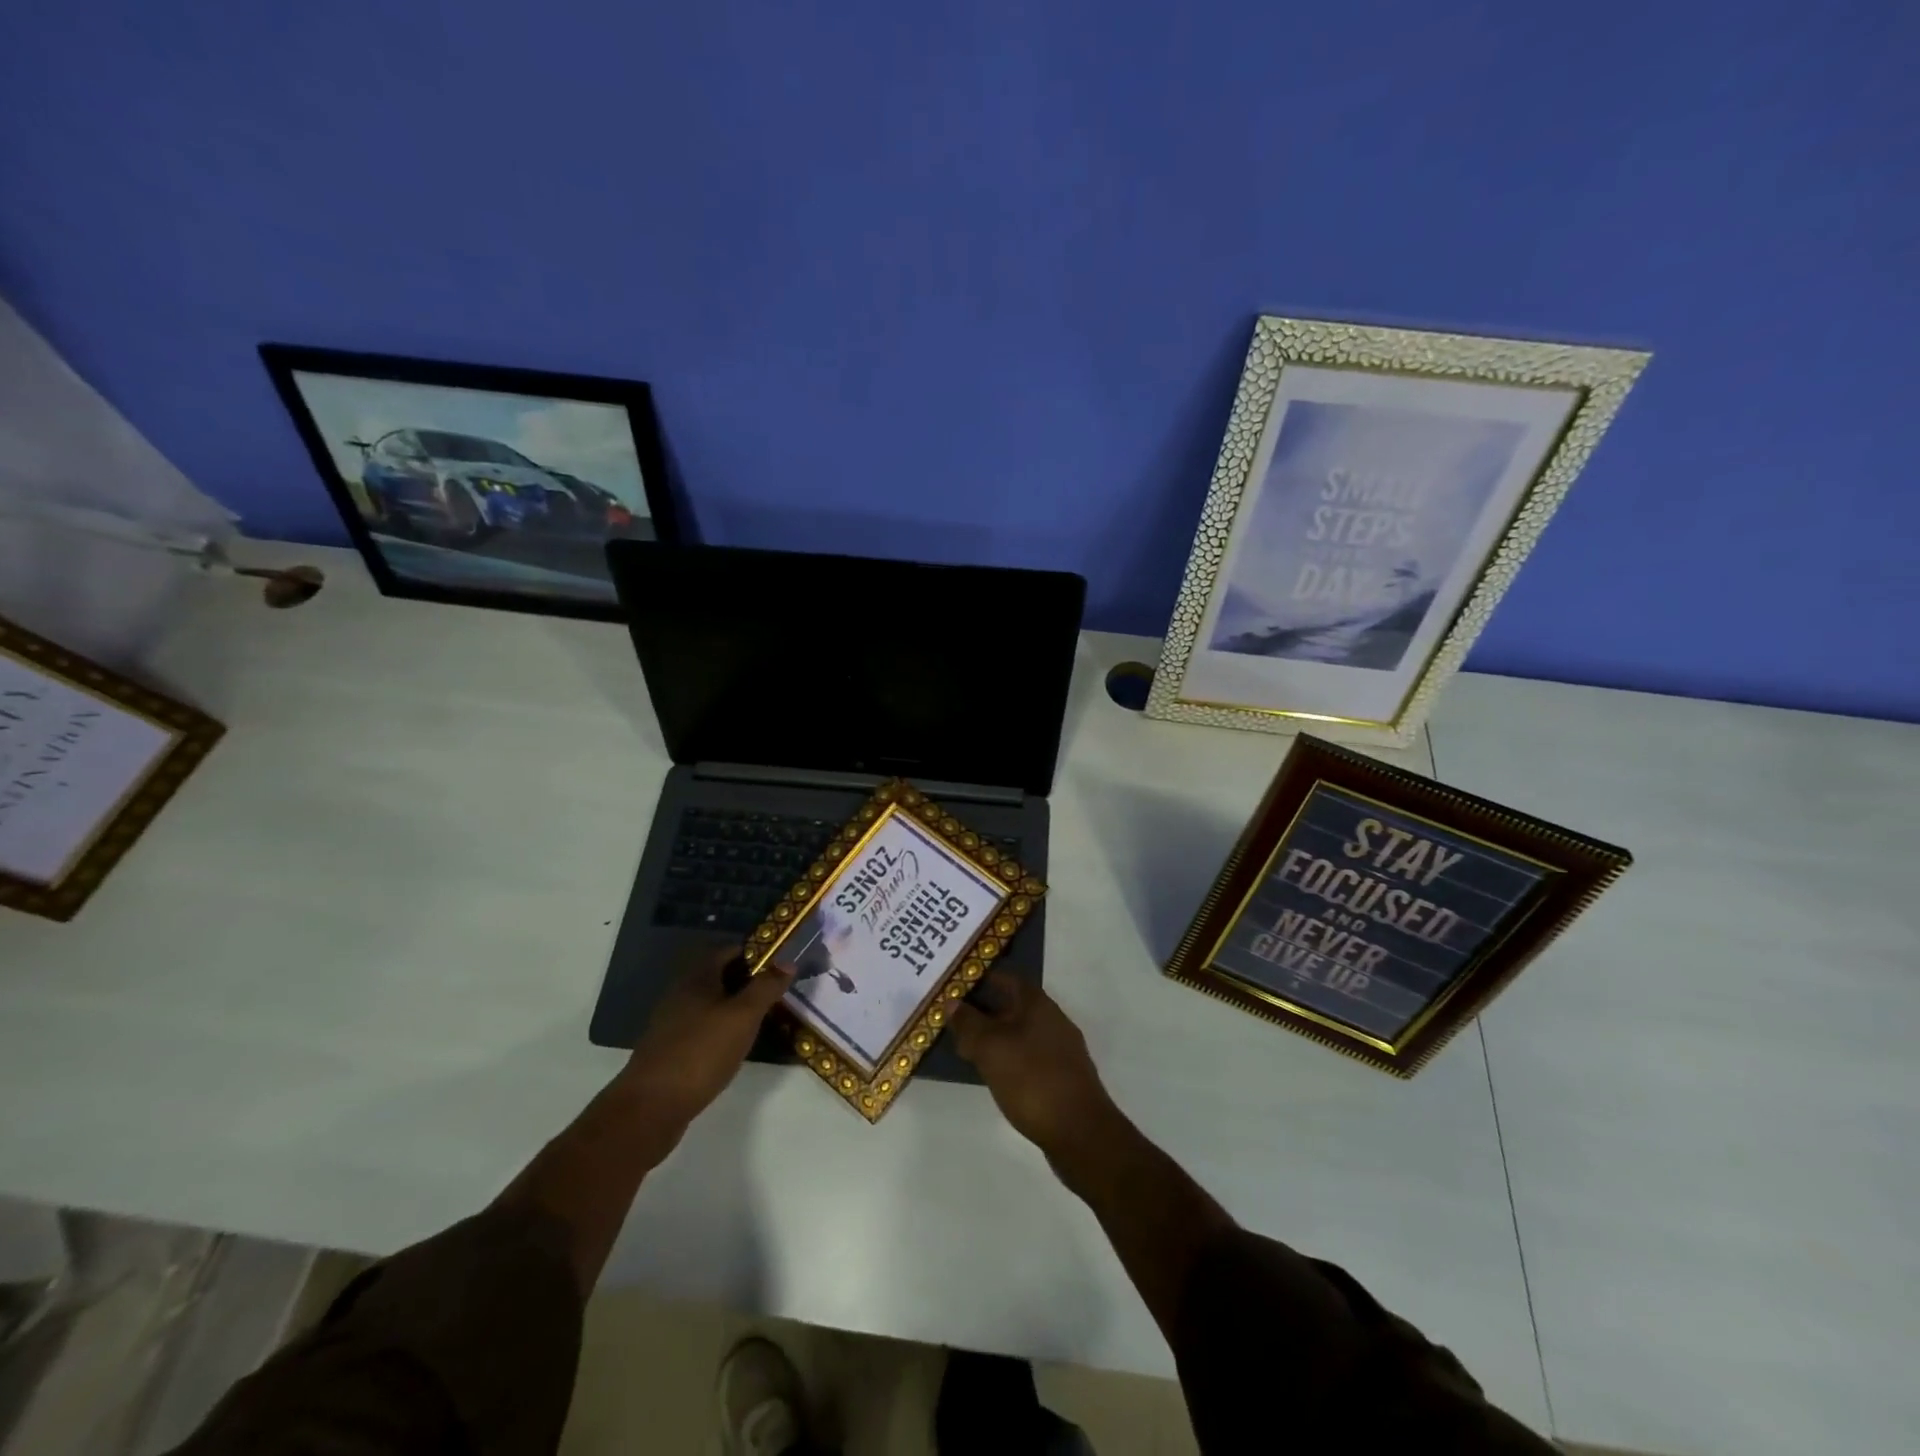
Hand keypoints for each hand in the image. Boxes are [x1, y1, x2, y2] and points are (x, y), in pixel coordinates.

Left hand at [623, 951, 791, 1134]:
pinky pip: (703, 1027)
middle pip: (720, 976)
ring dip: (736, 1007)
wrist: (651, 1107)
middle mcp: (681, 993)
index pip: (730, 951)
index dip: (757, 954)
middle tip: (778, 993)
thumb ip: (766, 987)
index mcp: (697, 977)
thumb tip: (787, 962)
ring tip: (764, 1019)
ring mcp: (673, 1022)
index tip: (782, 966)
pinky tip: (737, 1046)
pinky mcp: (670, 1049)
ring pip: (712, 1003)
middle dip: (749, 981)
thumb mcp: (743, 1016)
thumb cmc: (701, 1052)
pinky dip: (722, 1029)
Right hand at [950, 973, 1117, 1157]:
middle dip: (982, 1011)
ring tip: (965, 1048)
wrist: (1081, 1132)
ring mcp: (1060, 1048)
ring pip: (1019, 1032)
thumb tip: (951, 1002)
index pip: (1005, 978)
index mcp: (1037, 1003)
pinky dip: (1008, 1057)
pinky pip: (1028, 1055)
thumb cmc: (1032, 1080)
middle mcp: (1052, 1019)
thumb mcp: (991, 1048)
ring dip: (994, 1036)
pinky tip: (993, 1074)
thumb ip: (969, 1023)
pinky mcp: (1062, 1076)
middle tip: (952, 1020)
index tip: (953, 987)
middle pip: (1012, 1005)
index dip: (979, 978)